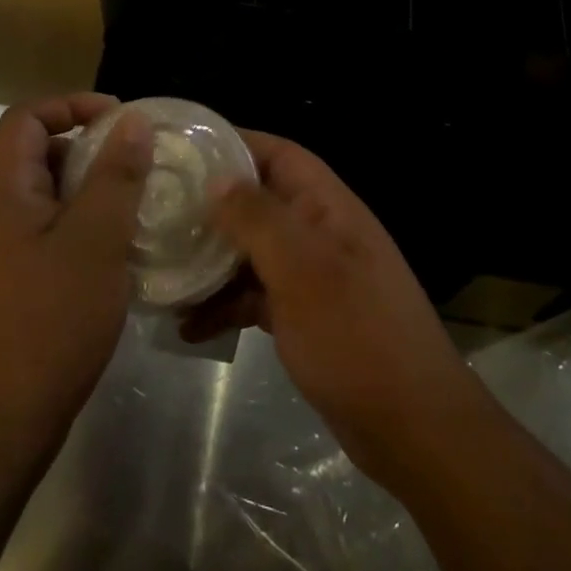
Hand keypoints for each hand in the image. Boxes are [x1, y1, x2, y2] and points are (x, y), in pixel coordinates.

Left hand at [0, 94, 152, 462]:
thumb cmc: (47, 323)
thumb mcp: (94, 241)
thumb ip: (115, 176)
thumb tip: (132, 121)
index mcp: (3, 194)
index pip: (25, 119)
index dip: (70, 105)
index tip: (119, 120)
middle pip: (38, 156)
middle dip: (90, 150)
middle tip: (138, 166)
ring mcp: (1, 256)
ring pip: (49, 200)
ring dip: (92, 193)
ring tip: (138, 208)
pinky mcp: (13, 288)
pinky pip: (51, 236)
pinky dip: (85, 230)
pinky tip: (119, 255)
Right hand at [181, 131, 484, 489]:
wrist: (412, 427)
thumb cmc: (356, 334)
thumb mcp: (303, 269)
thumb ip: (259, 218)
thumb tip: (217, 179)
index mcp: (326, 206)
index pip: (278, 153)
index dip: (234, 143)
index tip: (184, 148)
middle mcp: (319, 231)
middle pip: (259, 202)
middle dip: (212, 205)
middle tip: (158, 211)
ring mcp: (312, 276)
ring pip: (252, 251)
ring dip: (211, 260)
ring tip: (162, 272)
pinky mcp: (304, 317)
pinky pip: (255, 296)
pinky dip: (224, 305)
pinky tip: (187, 328)